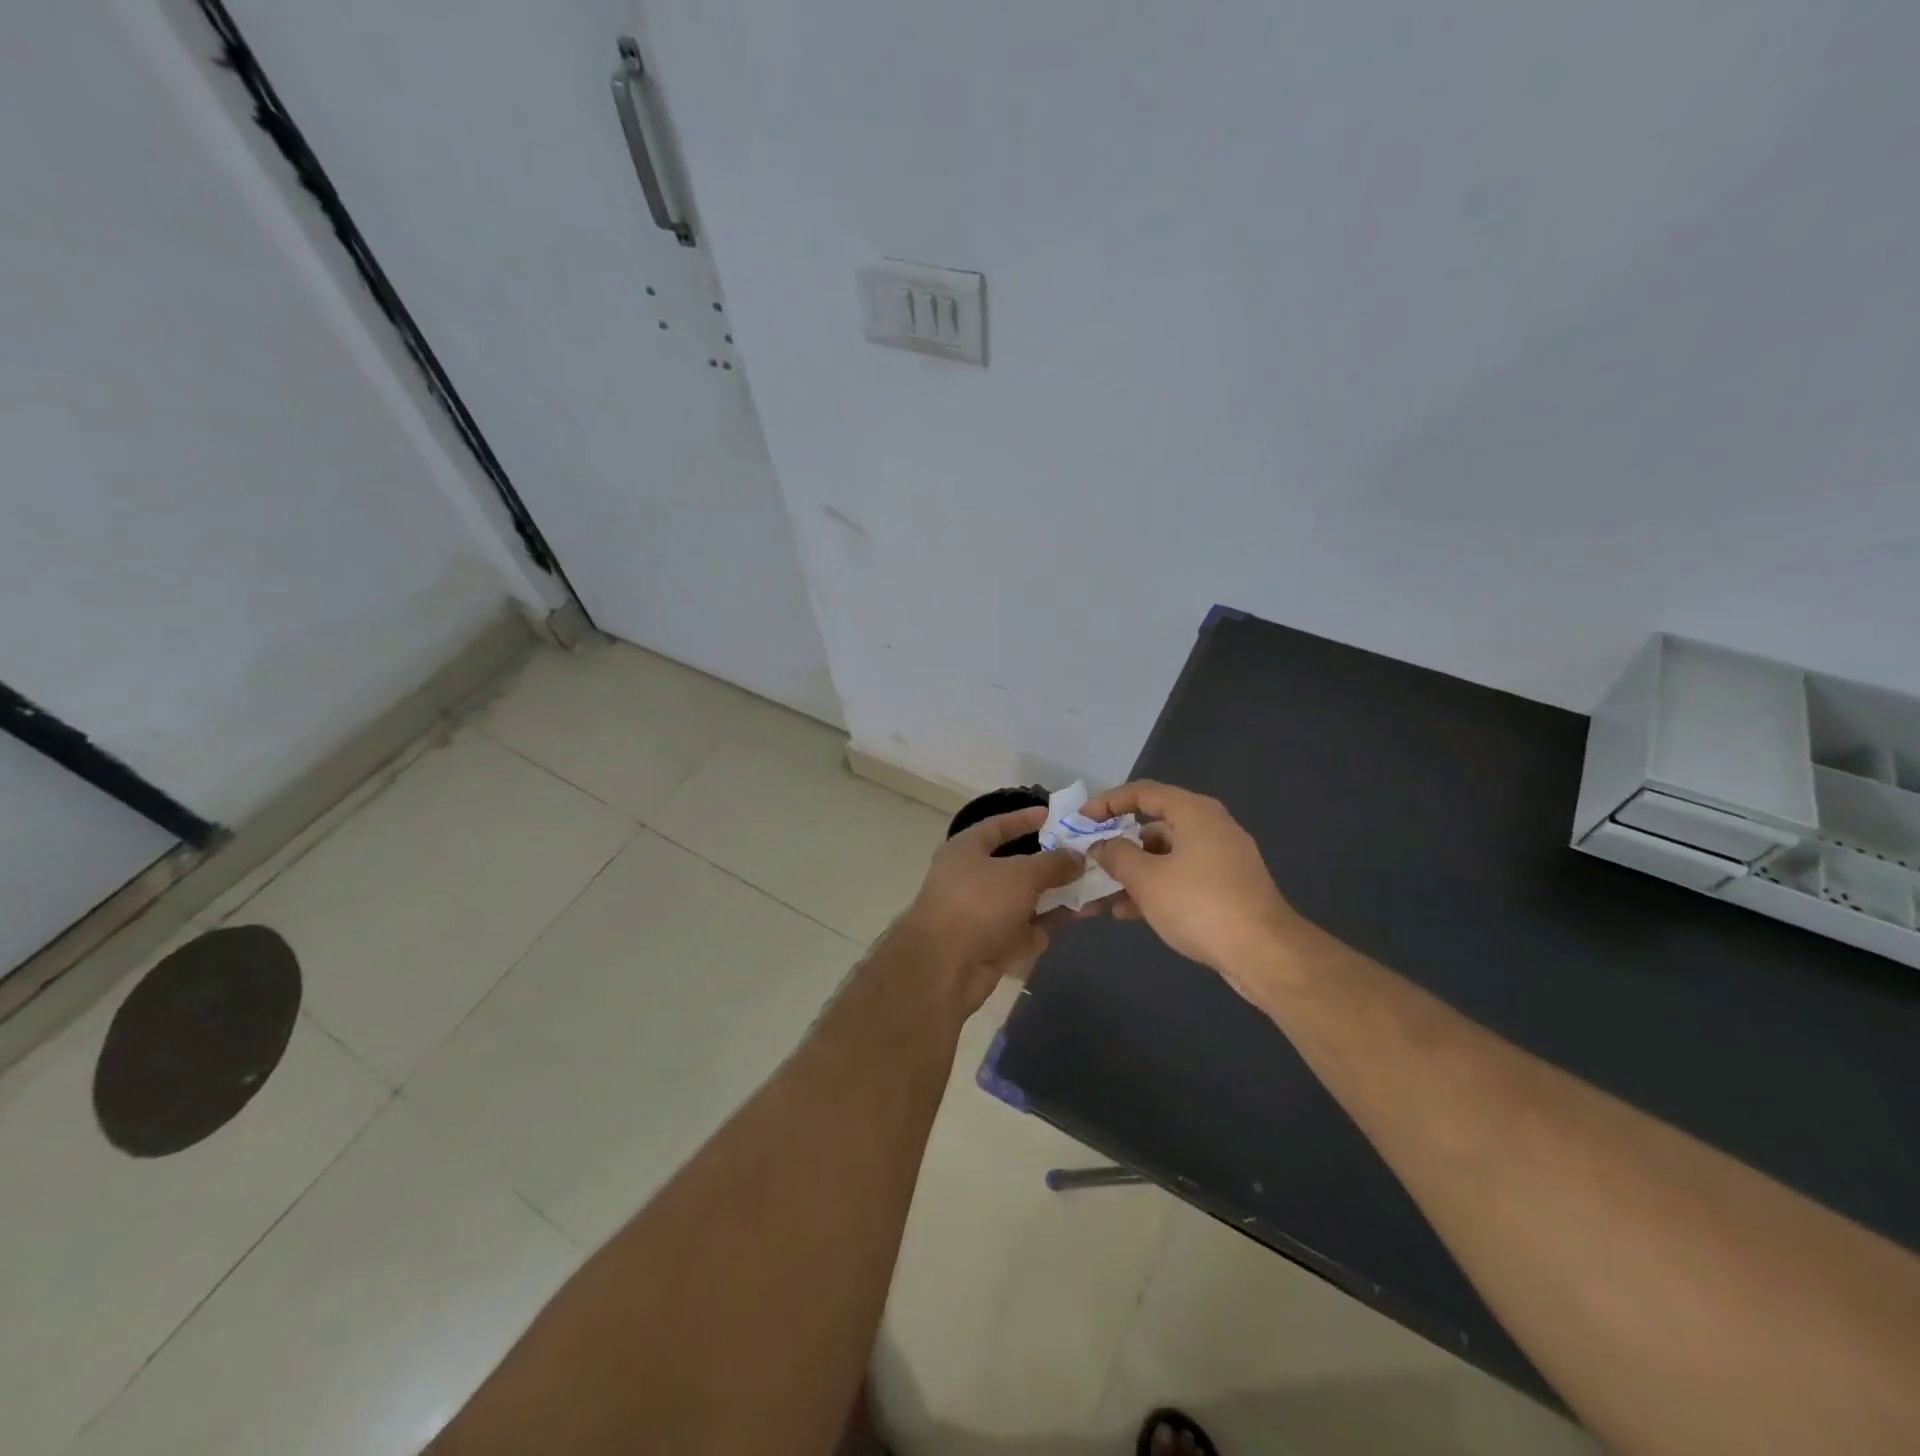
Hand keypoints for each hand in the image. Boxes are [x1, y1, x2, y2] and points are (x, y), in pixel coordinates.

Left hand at [895, 807, 1081, 1012]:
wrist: (944, 969)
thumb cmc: (979, 905)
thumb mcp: (1021, 875)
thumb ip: (1053, 863)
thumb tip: (1077, 856)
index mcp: (966, 850)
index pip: (998, 826)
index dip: (1025, 819)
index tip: (1056, 816)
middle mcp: (971, 878)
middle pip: (1017, 865)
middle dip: (1052, 864)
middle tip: (1088, 858)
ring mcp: (981, 913)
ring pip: (1025, 899)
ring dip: (1057, 896)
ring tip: (1095, 890)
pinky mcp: (991, 944)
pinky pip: (1025, 928)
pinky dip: (1048, 923)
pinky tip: (1080, 917)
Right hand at [1082, 781, 1305, 999]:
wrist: (1264, 953)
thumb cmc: (1200, 904)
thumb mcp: (1147, 879)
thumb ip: (1117, 856)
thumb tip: (1101, 845)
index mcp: (1194, 813)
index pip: (1143, 792)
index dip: (1108, 802)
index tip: (1082, 821)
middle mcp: (1211, 827)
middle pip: (1154, 825)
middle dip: (1118, 844)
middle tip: (1091, 861)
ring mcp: (1222, 859)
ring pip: (1166, 856)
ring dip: (1134, 872)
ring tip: (1103, 896)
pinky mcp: (1227, 888)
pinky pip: (1181, 877)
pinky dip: (1156, 888)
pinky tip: (1130, 913)